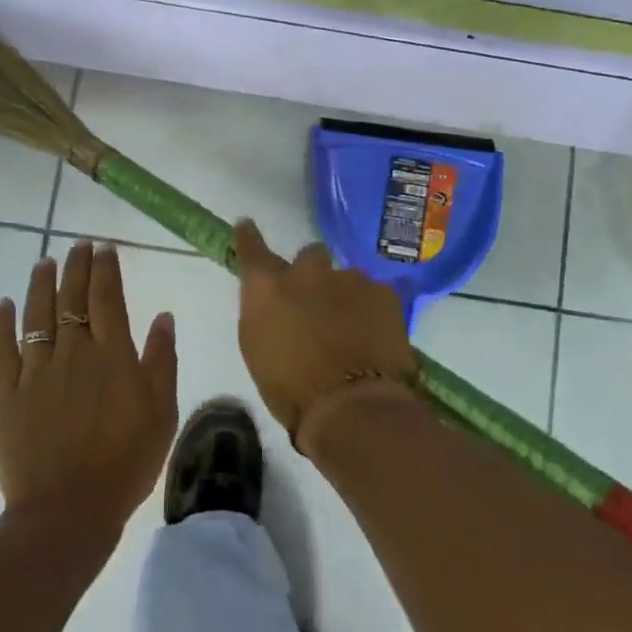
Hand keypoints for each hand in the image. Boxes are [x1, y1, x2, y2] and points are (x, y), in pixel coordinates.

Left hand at [0, 240, 176, 535]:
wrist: (68, 510)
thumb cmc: (125, 462)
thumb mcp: (161, 412)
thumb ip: (161, 361)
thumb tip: (163, 316)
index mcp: (111, 355)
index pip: (106, 298)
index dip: (105, 269)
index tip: (105, 248)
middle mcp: (72, 352)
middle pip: (71, 298)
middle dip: (76, 267)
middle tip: (79, 246)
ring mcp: (36, 371)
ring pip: (37, 316)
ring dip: (41, 285)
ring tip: (45, 262)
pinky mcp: (8, 394)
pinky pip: (2, 351)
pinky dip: (1, 325)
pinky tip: (3, 304)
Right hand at [232, 218, 417, 453]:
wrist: (351, 406)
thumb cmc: (290, 390)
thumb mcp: (257, 349)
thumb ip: (264, 313)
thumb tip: (274, 301)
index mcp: (268, 287)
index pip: (252, 249)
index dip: (249, 237)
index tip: (247, 226)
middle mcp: (307, 272)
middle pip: (309, 256)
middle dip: (311, 274)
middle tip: (315, 303)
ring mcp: (349, 278)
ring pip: (345, 277)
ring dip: (343, 294)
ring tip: (350, 329)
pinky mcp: (384, 293)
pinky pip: (373, 293)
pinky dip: (370, 309)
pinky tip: (373, 335)